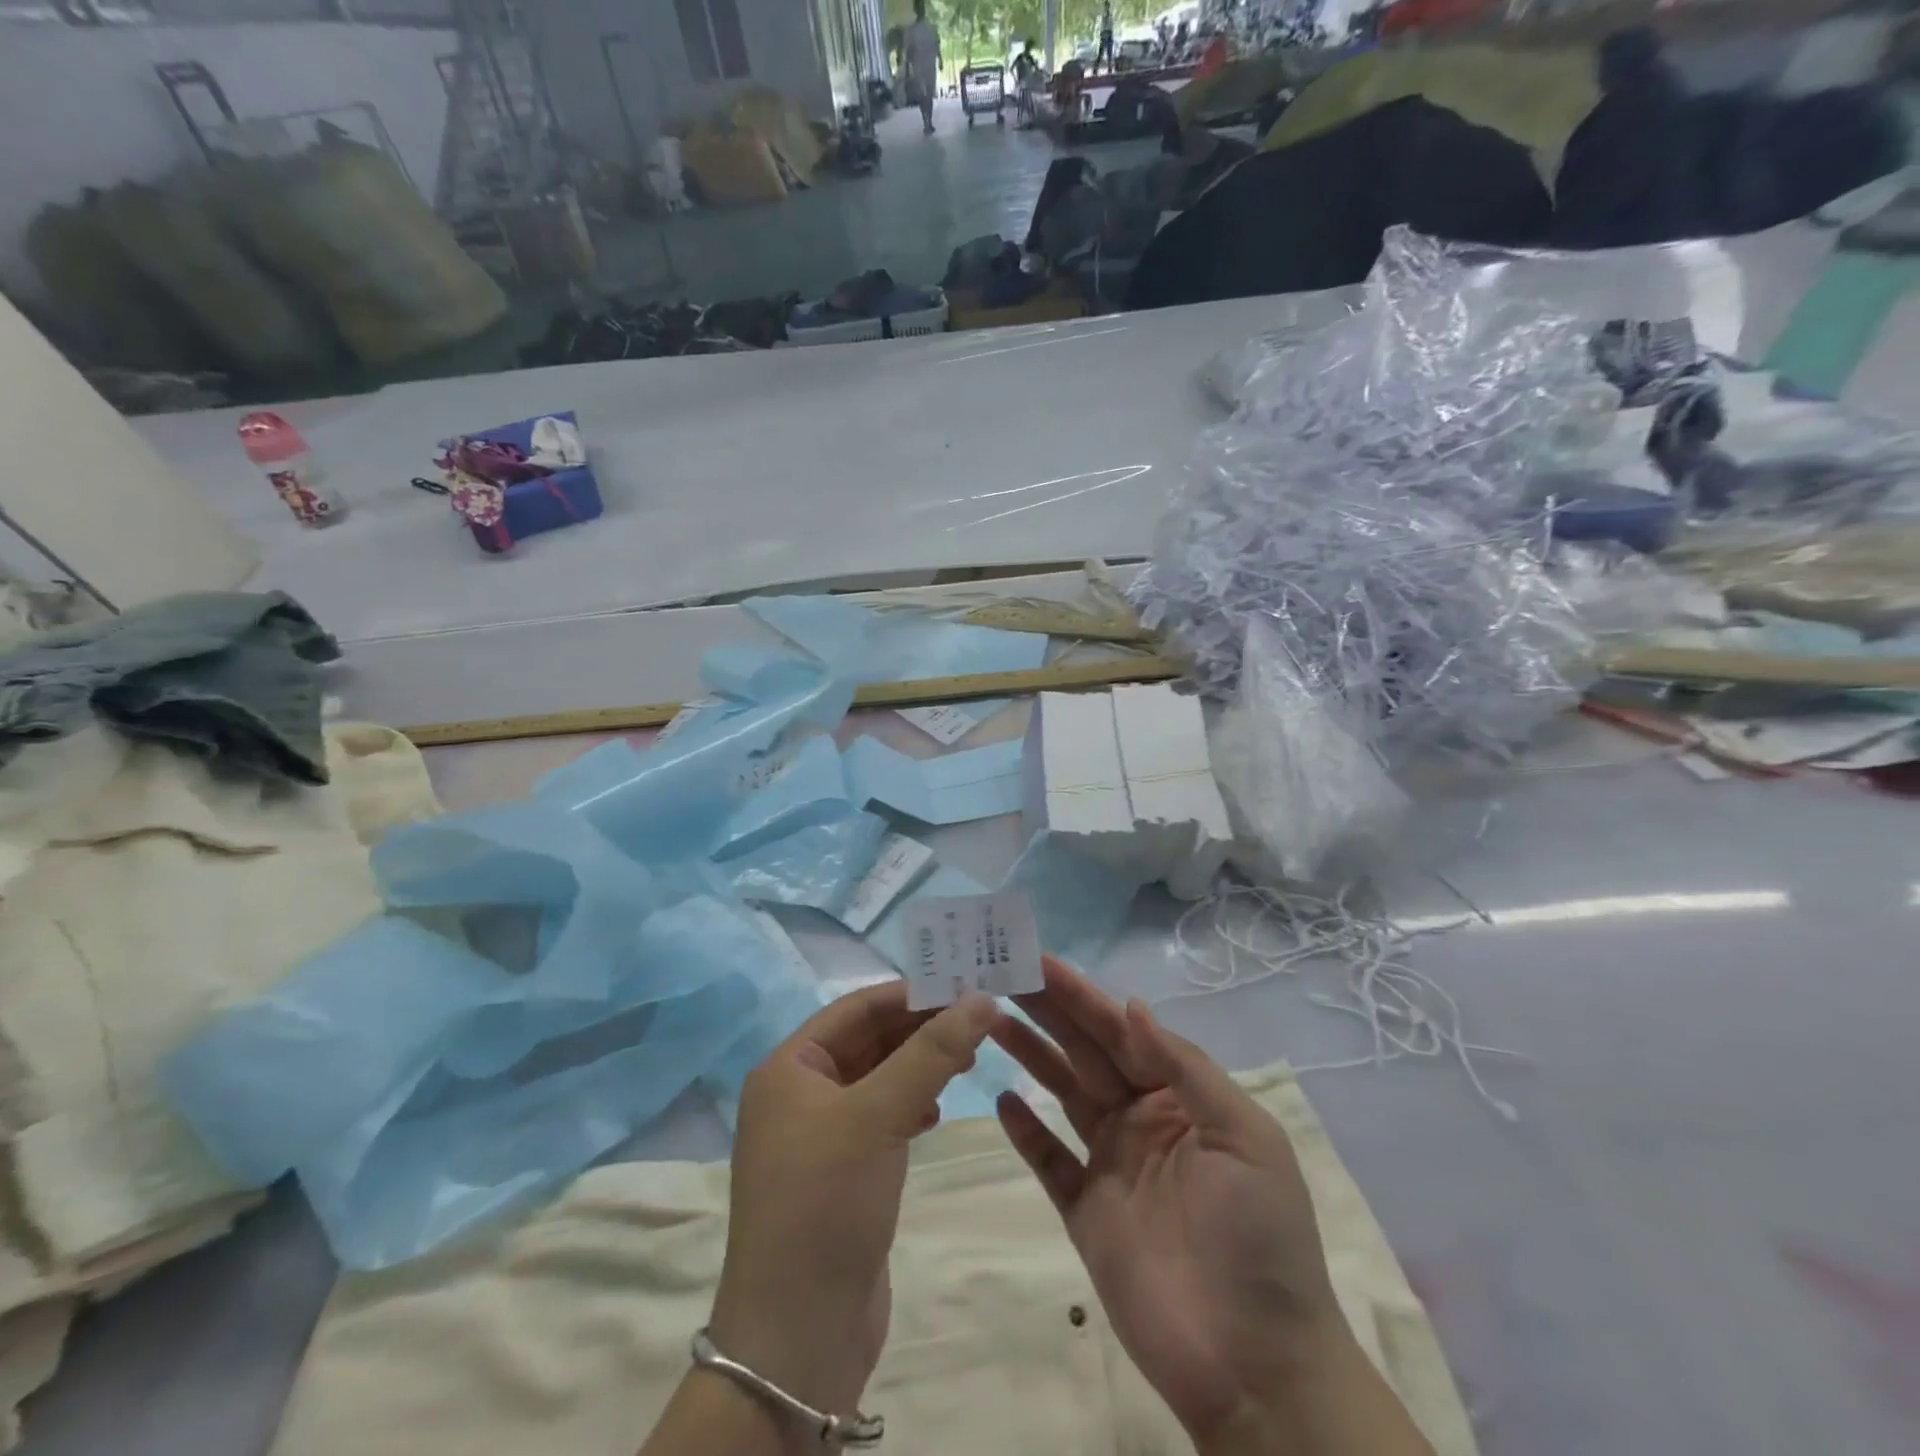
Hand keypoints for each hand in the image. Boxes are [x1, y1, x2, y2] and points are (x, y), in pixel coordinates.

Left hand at [707, 983, 997, 1423]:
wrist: (798, 1337)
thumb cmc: (826, 1201)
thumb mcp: (878, 1115)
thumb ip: (931, 1053)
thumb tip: (980, 999)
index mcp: (789, 1068)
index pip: (857, 1008)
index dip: (910, 994)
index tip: (965, 985)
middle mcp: (799, 1093)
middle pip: (869, 1041)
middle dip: (921, 1030)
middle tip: (979, 1022)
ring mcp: (820, 1135)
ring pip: (879, 1079)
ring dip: (920, 1066)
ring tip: (969, 1061)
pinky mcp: (842, 1172)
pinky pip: (881, 1118)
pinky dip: (911, 1105)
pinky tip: (937, 1110)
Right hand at [991, 958, 1430, 1455]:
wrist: (1257, 1368)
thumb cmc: (1259, 1238)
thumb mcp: (1244, 1137)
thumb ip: (1185, 1068)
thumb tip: (1132, 1006)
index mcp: (1180, 1097)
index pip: (1122, 1032)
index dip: (1082, 996)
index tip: (1041, 962)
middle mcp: (1142, 1120)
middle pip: (1085, 1053)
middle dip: (1048, 1012)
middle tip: (1001, 976)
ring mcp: (1111, 1165)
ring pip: (1063, 1094)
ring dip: (1030, 1055)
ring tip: (991, 1020)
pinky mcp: (1086, 1212)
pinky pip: (1050, 1160)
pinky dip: (1026, 1130)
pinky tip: (1001, 1098)